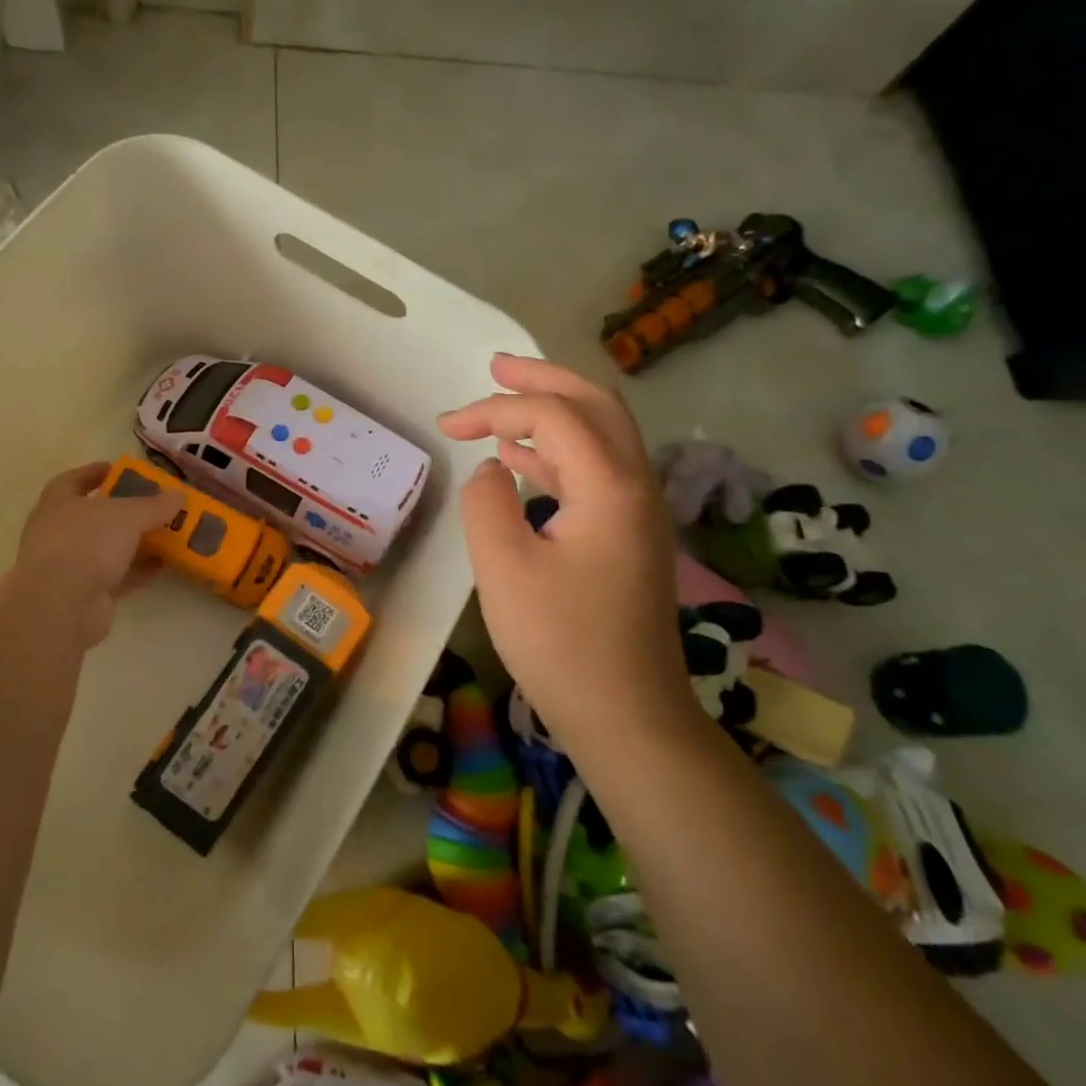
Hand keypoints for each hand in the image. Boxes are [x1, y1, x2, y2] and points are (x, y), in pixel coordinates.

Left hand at [3, 463, 182, 647]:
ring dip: (135, 542)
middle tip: (154, 503)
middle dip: (124, 510)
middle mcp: (59, 532)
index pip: (74, 480)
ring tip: (168, 533)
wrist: (62, 605)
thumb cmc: (87, 543)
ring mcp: (71, 565)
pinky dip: (138, 569)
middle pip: (95, 515)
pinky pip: (117, 575)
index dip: (95, 473)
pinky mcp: (86, 593)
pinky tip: (164, 564)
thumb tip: (178, 494)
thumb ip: (155, 504)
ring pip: (108, 547)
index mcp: (58, 503)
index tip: (120, 470)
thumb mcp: (128, 515)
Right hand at [437, 355, 693, 739]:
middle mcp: (636, 487)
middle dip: (543, 381)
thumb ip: (485, 503)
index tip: (447, 427)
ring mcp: (638, 514)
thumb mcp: (503, 568)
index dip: (496, 409)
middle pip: (597, 407)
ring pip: (601, 438)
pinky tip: (523, 463)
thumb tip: (491, 471)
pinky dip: (558, 454)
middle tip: (495, 368)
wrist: (627, 717)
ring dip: (553, 413)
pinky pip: (596, 474)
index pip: (554, 417)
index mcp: (610, 487)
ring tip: (503, 404)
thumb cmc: (561, 644)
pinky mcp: (629, 539)